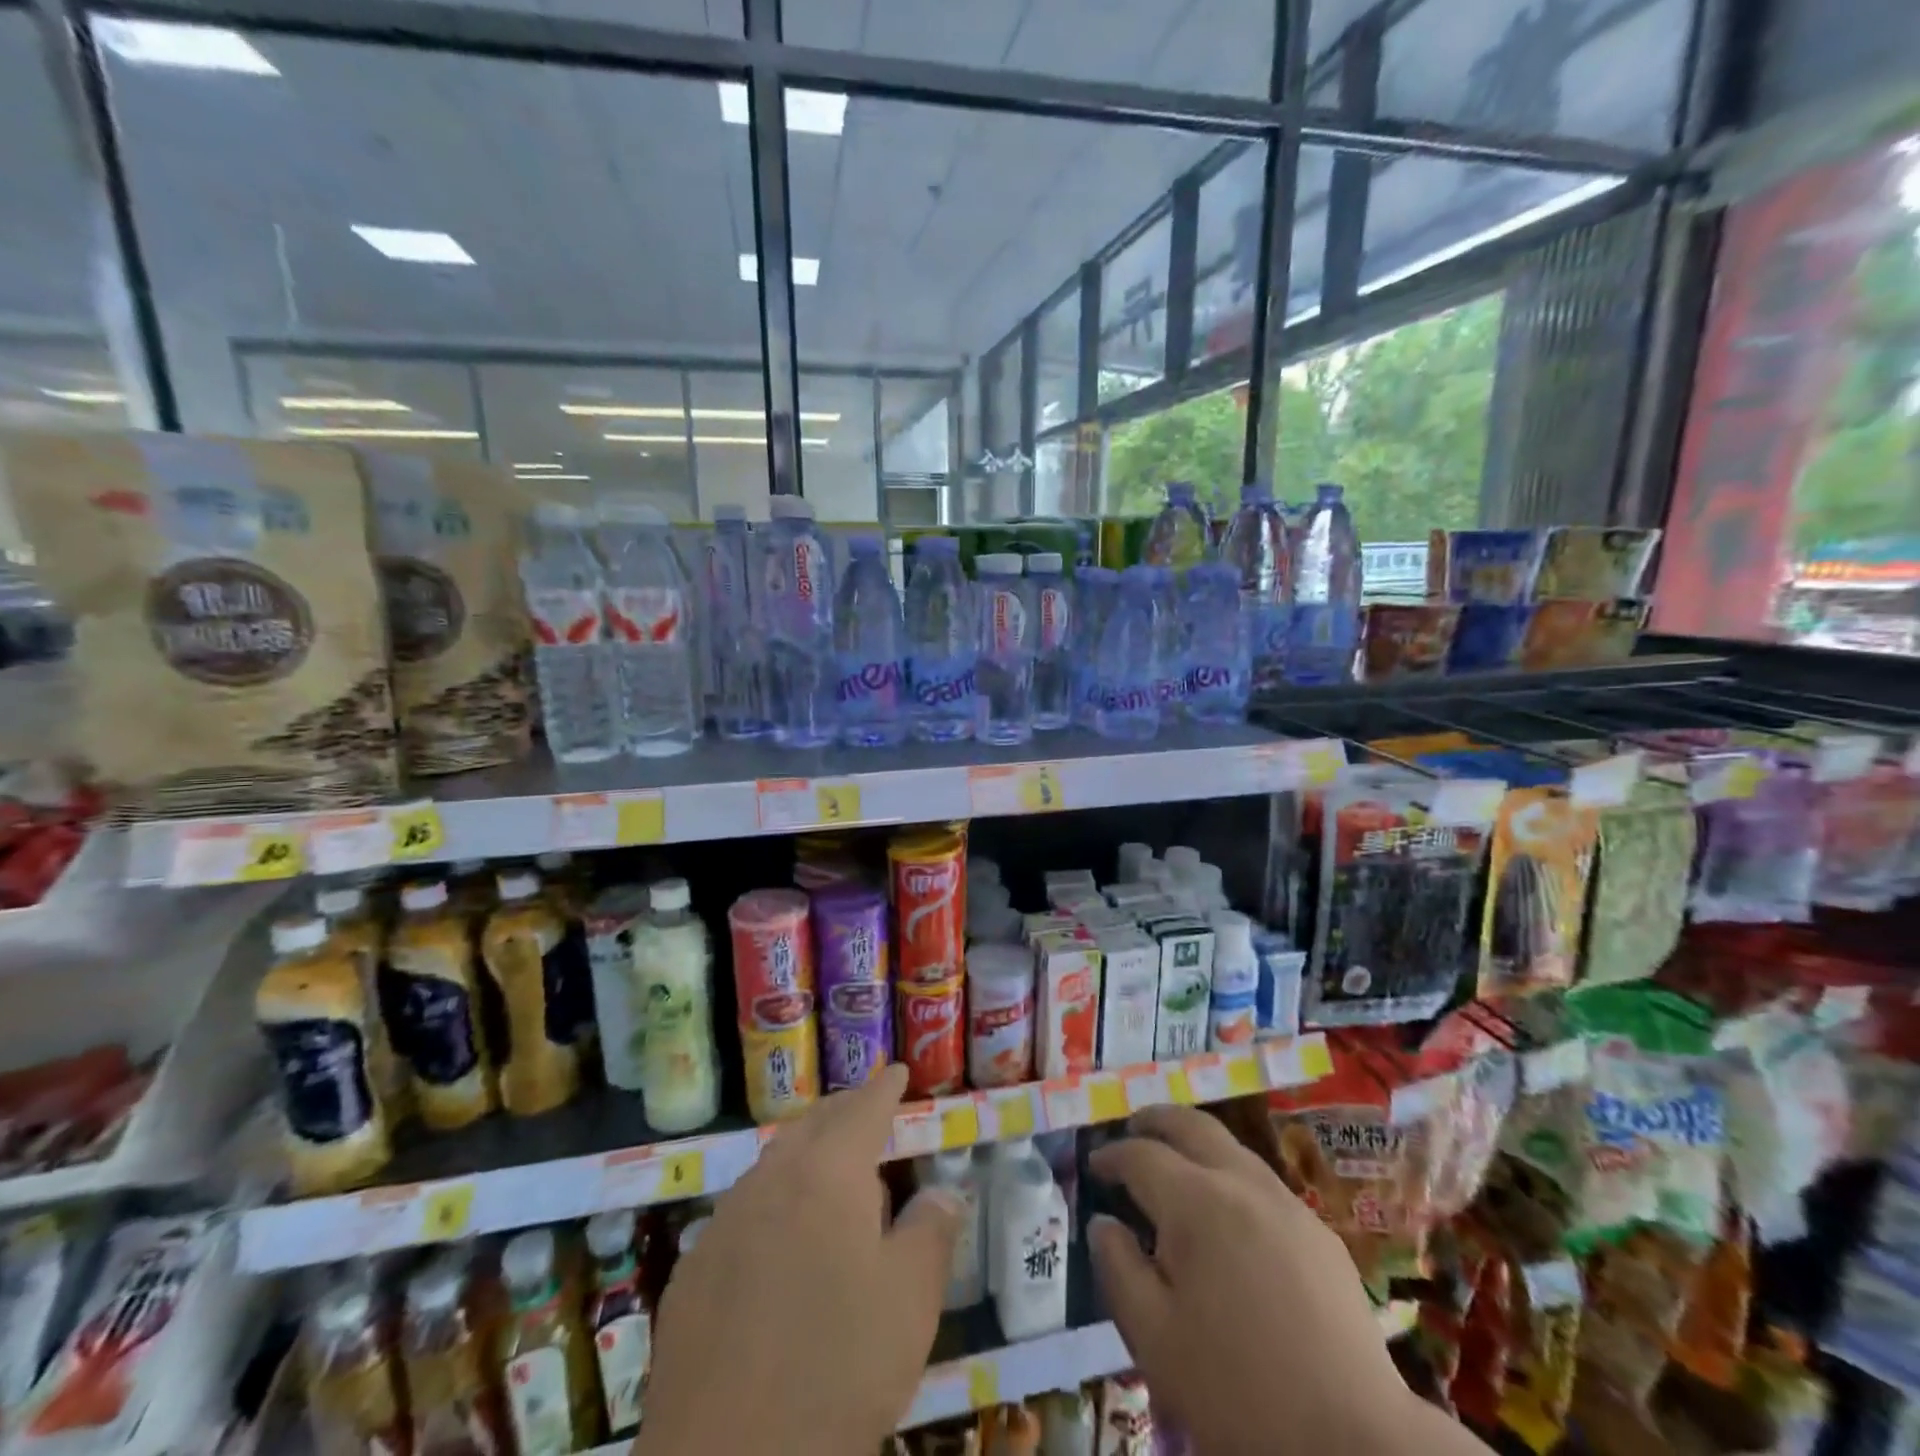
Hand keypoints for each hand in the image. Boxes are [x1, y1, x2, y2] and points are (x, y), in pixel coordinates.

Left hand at [635, 1063, 960, 1455]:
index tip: (897, 1071)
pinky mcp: (692, 1272)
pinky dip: (772, 1204)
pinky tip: (779, 1243)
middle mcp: (770, 1180)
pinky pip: (741, 1213)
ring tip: (830, 1172)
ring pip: (772, 1165)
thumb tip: (943, 1193)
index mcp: (826, 1172)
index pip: (862, 1109)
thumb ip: (931, 1232)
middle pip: (812, 1125)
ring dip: (805, 1155)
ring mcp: (723, 1224)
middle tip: (867, 1110)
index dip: (883, 1088)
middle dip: (843, 1112)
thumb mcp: (910, 1300)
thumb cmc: (838, 1368)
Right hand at [1087, 1105, 1425, 1455]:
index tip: (1093, 1165)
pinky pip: (1263, 1182)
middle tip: (1131, 1129)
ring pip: (1231, 1147)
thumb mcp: (1153, 1338)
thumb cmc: (1237, 1391)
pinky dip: (1230, 1175)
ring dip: (1195, 1143)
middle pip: (1191, 1125)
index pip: (1141, 1156)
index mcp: (1195, 1202)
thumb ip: (1117, 1268)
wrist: (1356, 1443)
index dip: (1111, 1155)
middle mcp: (1241, 1183)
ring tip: (1174, 1163)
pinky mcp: (1319, 1234)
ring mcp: (1287, 1204)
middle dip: (1155, 1120)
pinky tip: (1228, 1215)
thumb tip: (1102, 1223)